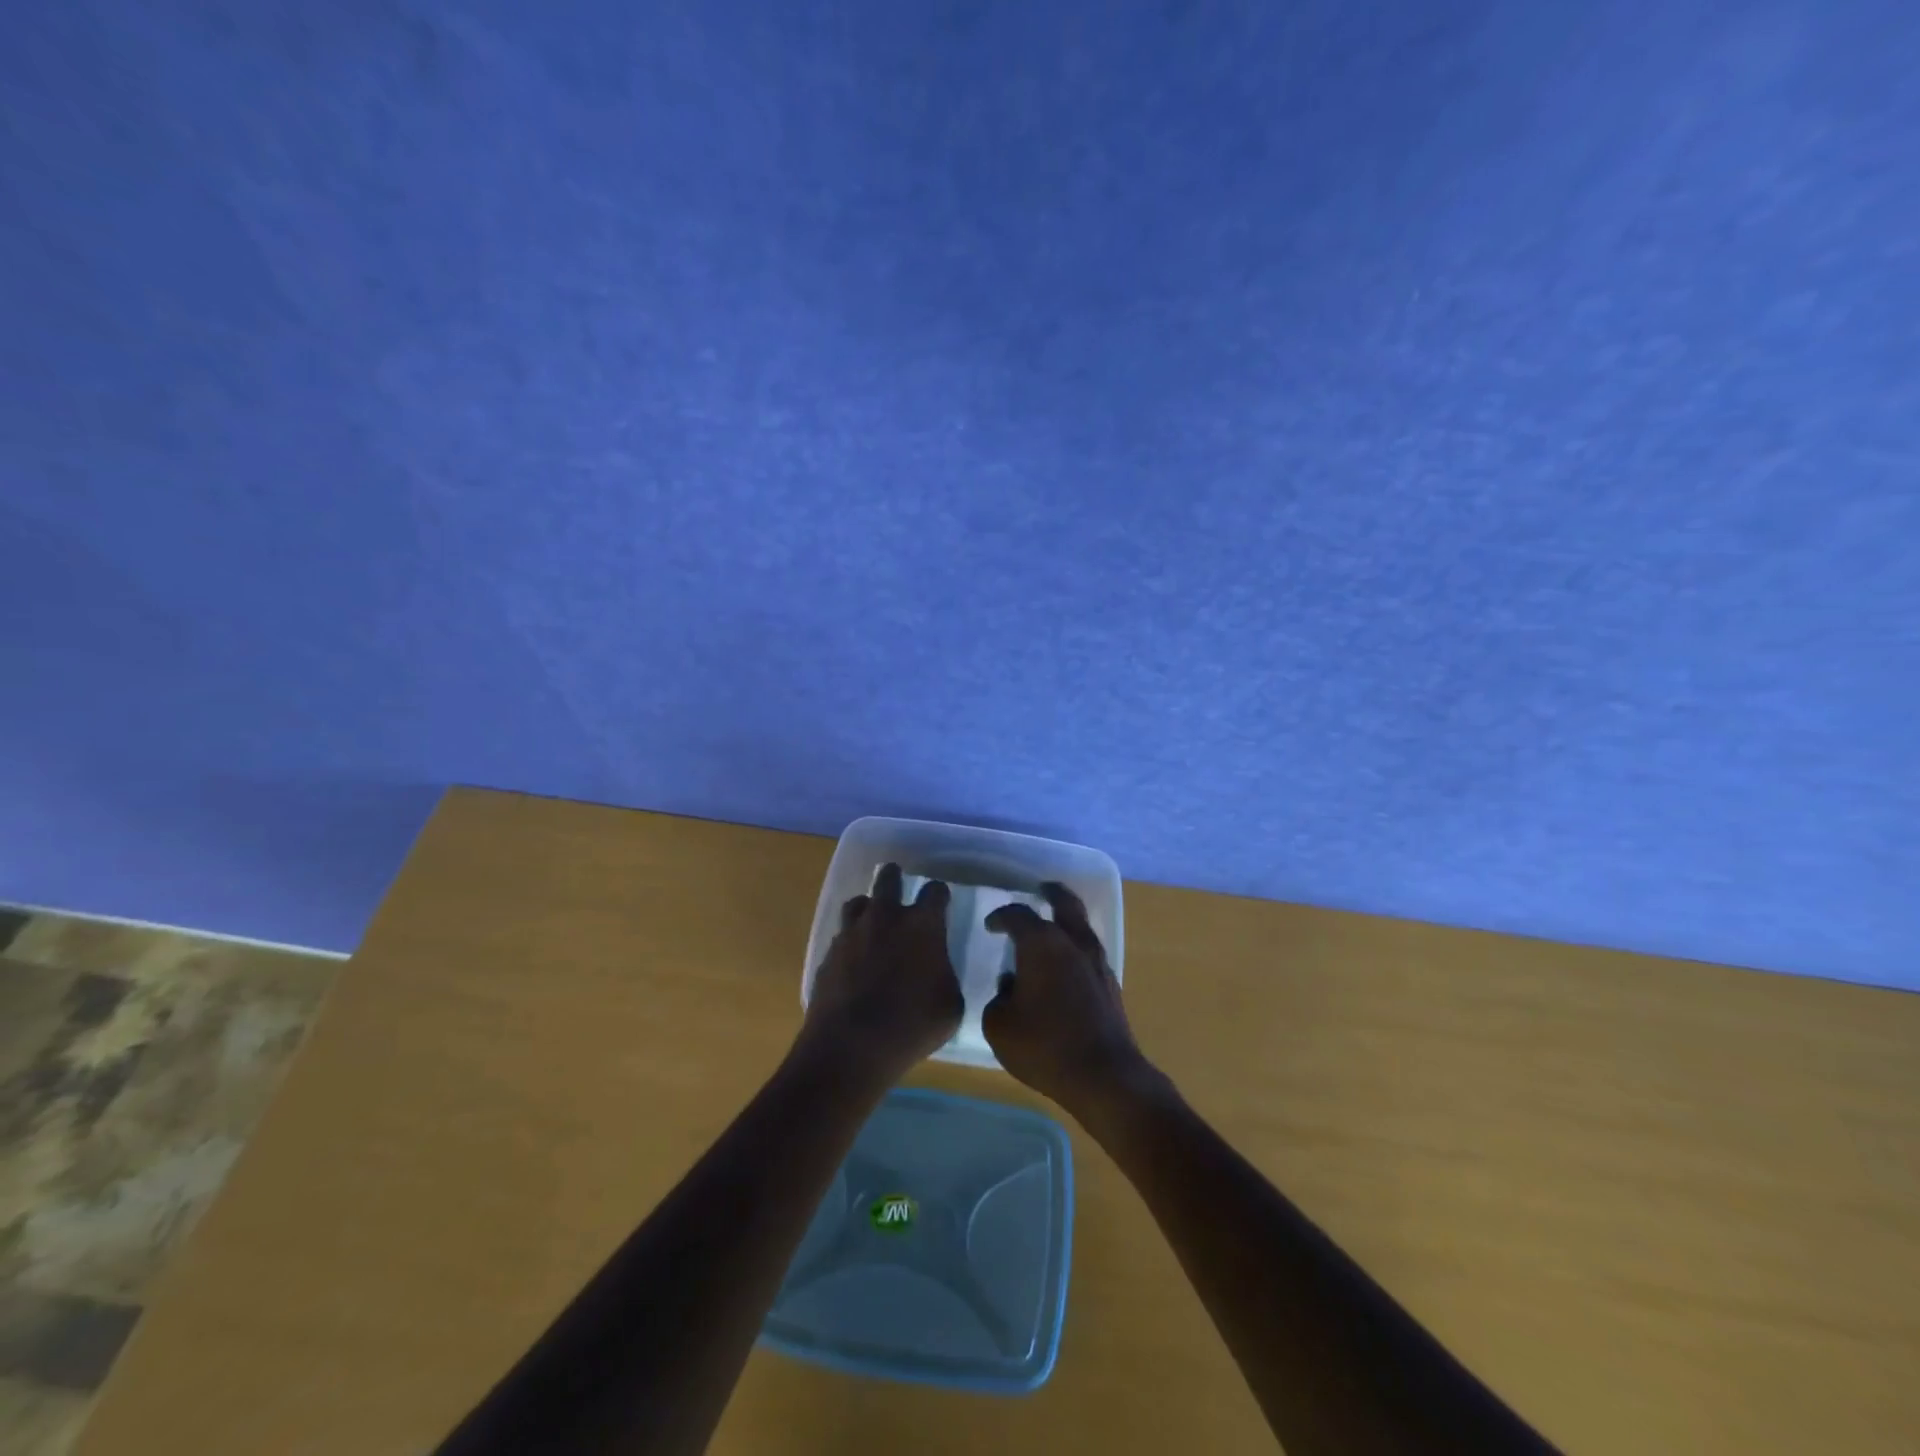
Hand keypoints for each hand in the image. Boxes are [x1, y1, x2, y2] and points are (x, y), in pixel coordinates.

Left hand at [800, 863, 964, 1087]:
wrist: (850, 1047)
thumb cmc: (911, 1026)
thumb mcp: (950, 1005)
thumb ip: (945, 975)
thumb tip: (937, 969)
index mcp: (922, 925)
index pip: (935, 891)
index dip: (939, 896)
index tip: (941, 904)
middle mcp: (885, 917)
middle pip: (889, 877)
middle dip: (896, 879)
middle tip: (900, 892)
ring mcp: (851, 933)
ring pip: (858, 902)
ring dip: (868, 909)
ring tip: (873, 926)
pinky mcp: (828, 954)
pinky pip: (841, 936)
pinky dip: (850, 942)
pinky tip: (854, 962)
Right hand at [982, 883, 1147, 1121]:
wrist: (1104, 1076)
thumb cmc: (1044, 1046)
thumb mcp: (999, 1025)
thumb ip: (999, 998)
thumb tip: (1011, 987)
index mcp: (1042, 944)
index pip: (1018, 915)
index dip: (1001, 917)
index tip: (990, 925)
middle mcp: (1073, 943)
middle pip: (1065, 903)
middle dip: (1051, 893)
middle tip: (1041, 889)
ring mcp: (1097, 962)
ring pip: (1082, 926)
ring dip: (1066, 921)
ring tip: (1050, 931)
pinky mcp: (1110, 985)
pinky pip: (1089, 953)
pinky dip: (1075, 949)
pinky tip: (1063, 968)